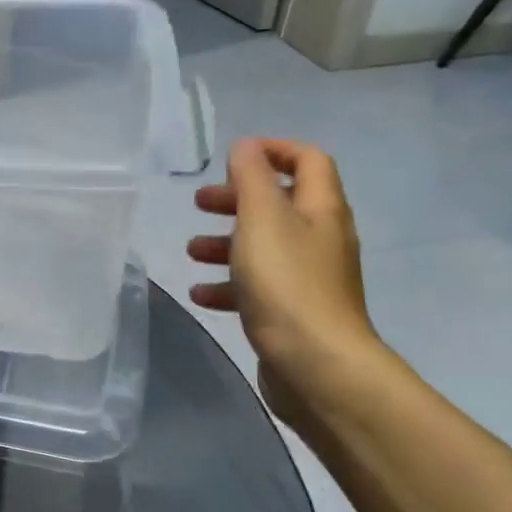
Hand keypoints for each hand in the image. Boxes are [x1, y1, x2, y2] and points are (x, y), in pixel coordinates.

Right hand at [187, 139, 384, 428]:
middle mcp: (320, 238)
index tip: (233, 158)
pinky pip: (257, 287)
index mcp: (320, 209)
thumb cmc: (287, 283)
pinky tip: (201, 294)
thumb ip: (251, 178)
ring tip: (191, 252)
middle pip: (279, 203)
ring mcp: (309, 277)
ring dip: (225, 243)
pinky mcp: (294, 312)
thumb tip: (247, 146)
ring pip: (264, 247)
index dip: (273, 150)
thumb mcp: (262, 219)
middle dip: (236, 199)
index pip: (308, 160)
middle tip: (200, 204)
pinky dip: (229, 285)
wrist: (317, 365)